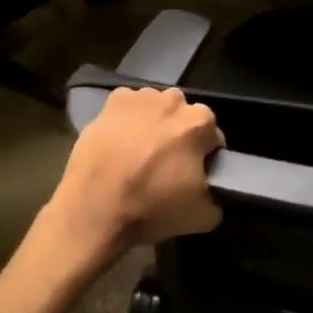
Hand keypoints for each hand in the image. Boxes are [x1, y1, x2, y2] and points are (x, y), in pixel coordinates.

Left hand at [42, 87, 223, 263]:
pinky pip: (129, 106)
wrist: (94, 210)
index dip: (203, 157)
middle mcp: (174, 100)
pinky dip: (128, 119)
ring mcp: (142, 96)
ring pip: (156, 108)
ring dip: (153, 124)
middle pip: (183, 117)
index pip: (212, 137)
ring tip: (137, 153)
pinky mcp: (114, 100)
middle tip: (163, 164)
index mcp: (200, 122)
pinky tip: (119, 142)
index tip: (190, 175)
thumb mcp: (202, 217)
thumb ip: (218, 197)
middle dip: (178, 135)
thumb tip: (215, 190)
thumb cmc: (151, 209)